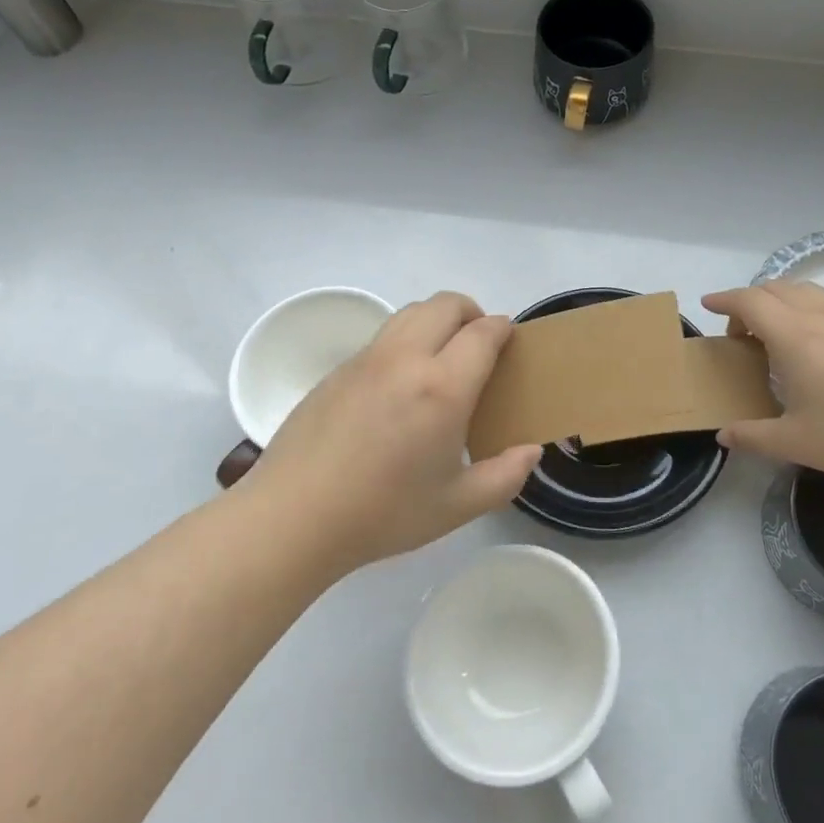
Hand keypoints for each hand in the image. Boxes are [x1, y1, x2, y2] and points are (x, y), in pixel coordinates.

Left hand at [235, 292, 542, 573]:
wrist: (293, 517)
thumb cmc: (382, 514)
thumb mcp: (457, 506)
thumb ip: (505, 476)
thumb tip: (530, 450)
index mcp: (442, 387)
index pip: (483, 333)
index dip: (503, 329)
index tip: (510, 342)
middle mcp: (405, 359)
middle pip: (446, 305)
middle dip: (472, 313)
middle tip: (480, 346)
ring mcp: (367, 359)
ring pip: (411, 312)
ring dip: (437, 320)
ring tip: (442, 358)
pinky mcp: (338, 370)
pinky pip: (383, 337)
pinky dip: (405, 341)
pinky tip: (400, 386)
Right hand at [701, 281, 823, 484]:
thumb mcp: (796, 443)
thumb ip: (753, 436)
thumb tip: (723, 435)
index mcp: (795, 337)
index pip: (750, 301)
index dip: (725, 300)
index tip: (708, 306)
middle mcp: (822, 316)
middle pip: (776, 288)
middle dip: (750, 301)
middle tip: (741, 334)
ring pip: (807, 290)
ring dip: (782, 301)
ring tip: (777, 332)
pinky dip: (813, 308)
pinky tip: (822, 337)